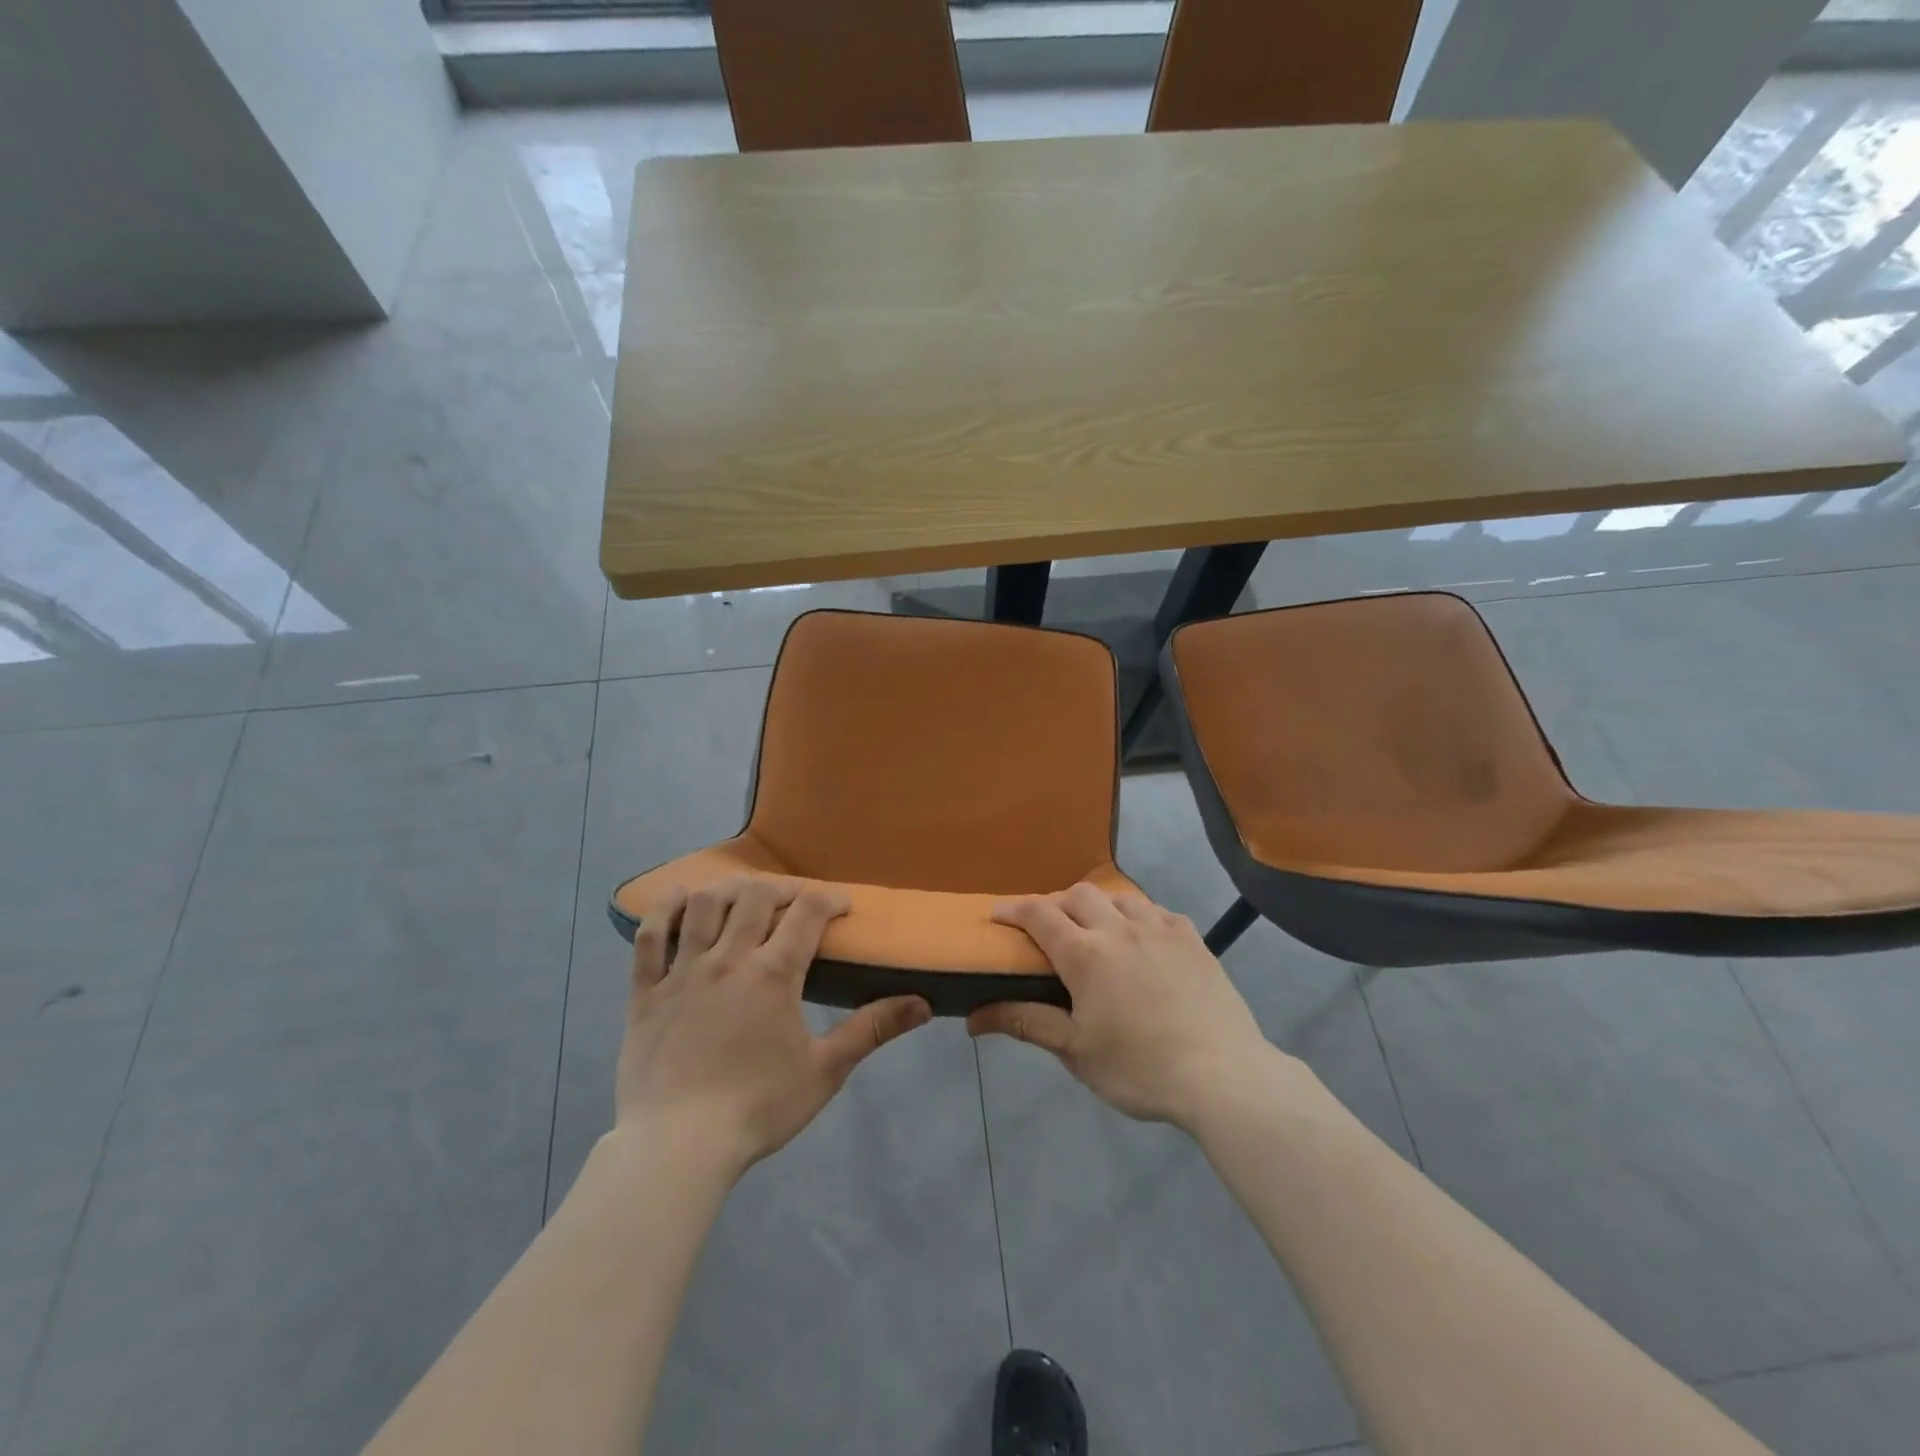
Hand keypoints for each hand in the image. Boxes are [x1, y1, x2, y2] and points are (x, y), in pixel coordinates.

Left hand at [617, 876, 931, 1175]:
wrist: (677, 1148)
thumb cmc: (757, 1108)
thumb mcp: (825, 1071)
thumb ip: (871, 1030)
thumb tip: (923, 1005)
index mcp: (773, 974)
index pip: (808, 913)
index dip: (829, 899)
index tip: (842, 906)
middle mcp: (728, 959)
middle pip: (755, 896)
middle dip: (781, 889)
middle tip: (795, 901)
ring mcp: (682, 972)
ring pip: (702, 905)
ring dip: (726, 889)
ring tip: (742, 895)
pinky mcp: (646, 992)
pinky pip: (649, 937)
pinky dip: (662, 911)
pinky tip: (675, 898)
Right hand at [968, 883, 1284, 1129]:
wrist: (1222, 1075)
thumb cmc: (1140, 1068)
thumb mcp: (1075, 1051)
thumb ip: (1026, 1023)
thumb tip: (974, 1018)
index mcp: (1085, 954)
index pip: (1038, 914)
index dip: (1013, 909)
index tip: (996, 915)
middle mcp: (1119, 928)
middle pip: (1077, 895)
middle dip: (1054, 903)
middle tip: (1048, 929)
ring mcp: (1160, 929)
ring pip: (1119, 896)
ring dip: (1097, 905)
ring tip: (1095, 929)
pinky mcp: (1192, 939)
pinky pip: (1157, 911)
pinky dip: (1139, 916)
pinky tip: (1143, 938)